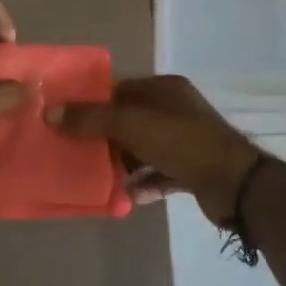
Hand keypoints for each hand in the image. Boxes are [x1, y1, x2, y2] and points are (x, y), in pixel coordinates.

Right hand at [48, 75, 262, 223]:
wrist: (235, 184)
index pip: (120, 89)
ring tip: (92, 175)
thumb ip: (91, 118)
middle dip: (103, 135)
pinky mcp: (191, 170)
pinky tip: (122, 196)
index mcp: (164, 90)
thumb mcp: (132, 124)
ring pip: (142, 148)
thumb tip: (50, 112)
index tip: (65, 119)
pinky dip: (140, 183)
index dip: (93, 102)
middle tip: (73, 150)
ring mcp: (185, 141)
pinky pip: (157, 174)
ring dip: (120, 162)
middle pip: (129, 120)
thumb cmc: (182, 142)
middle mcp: (175, 111)